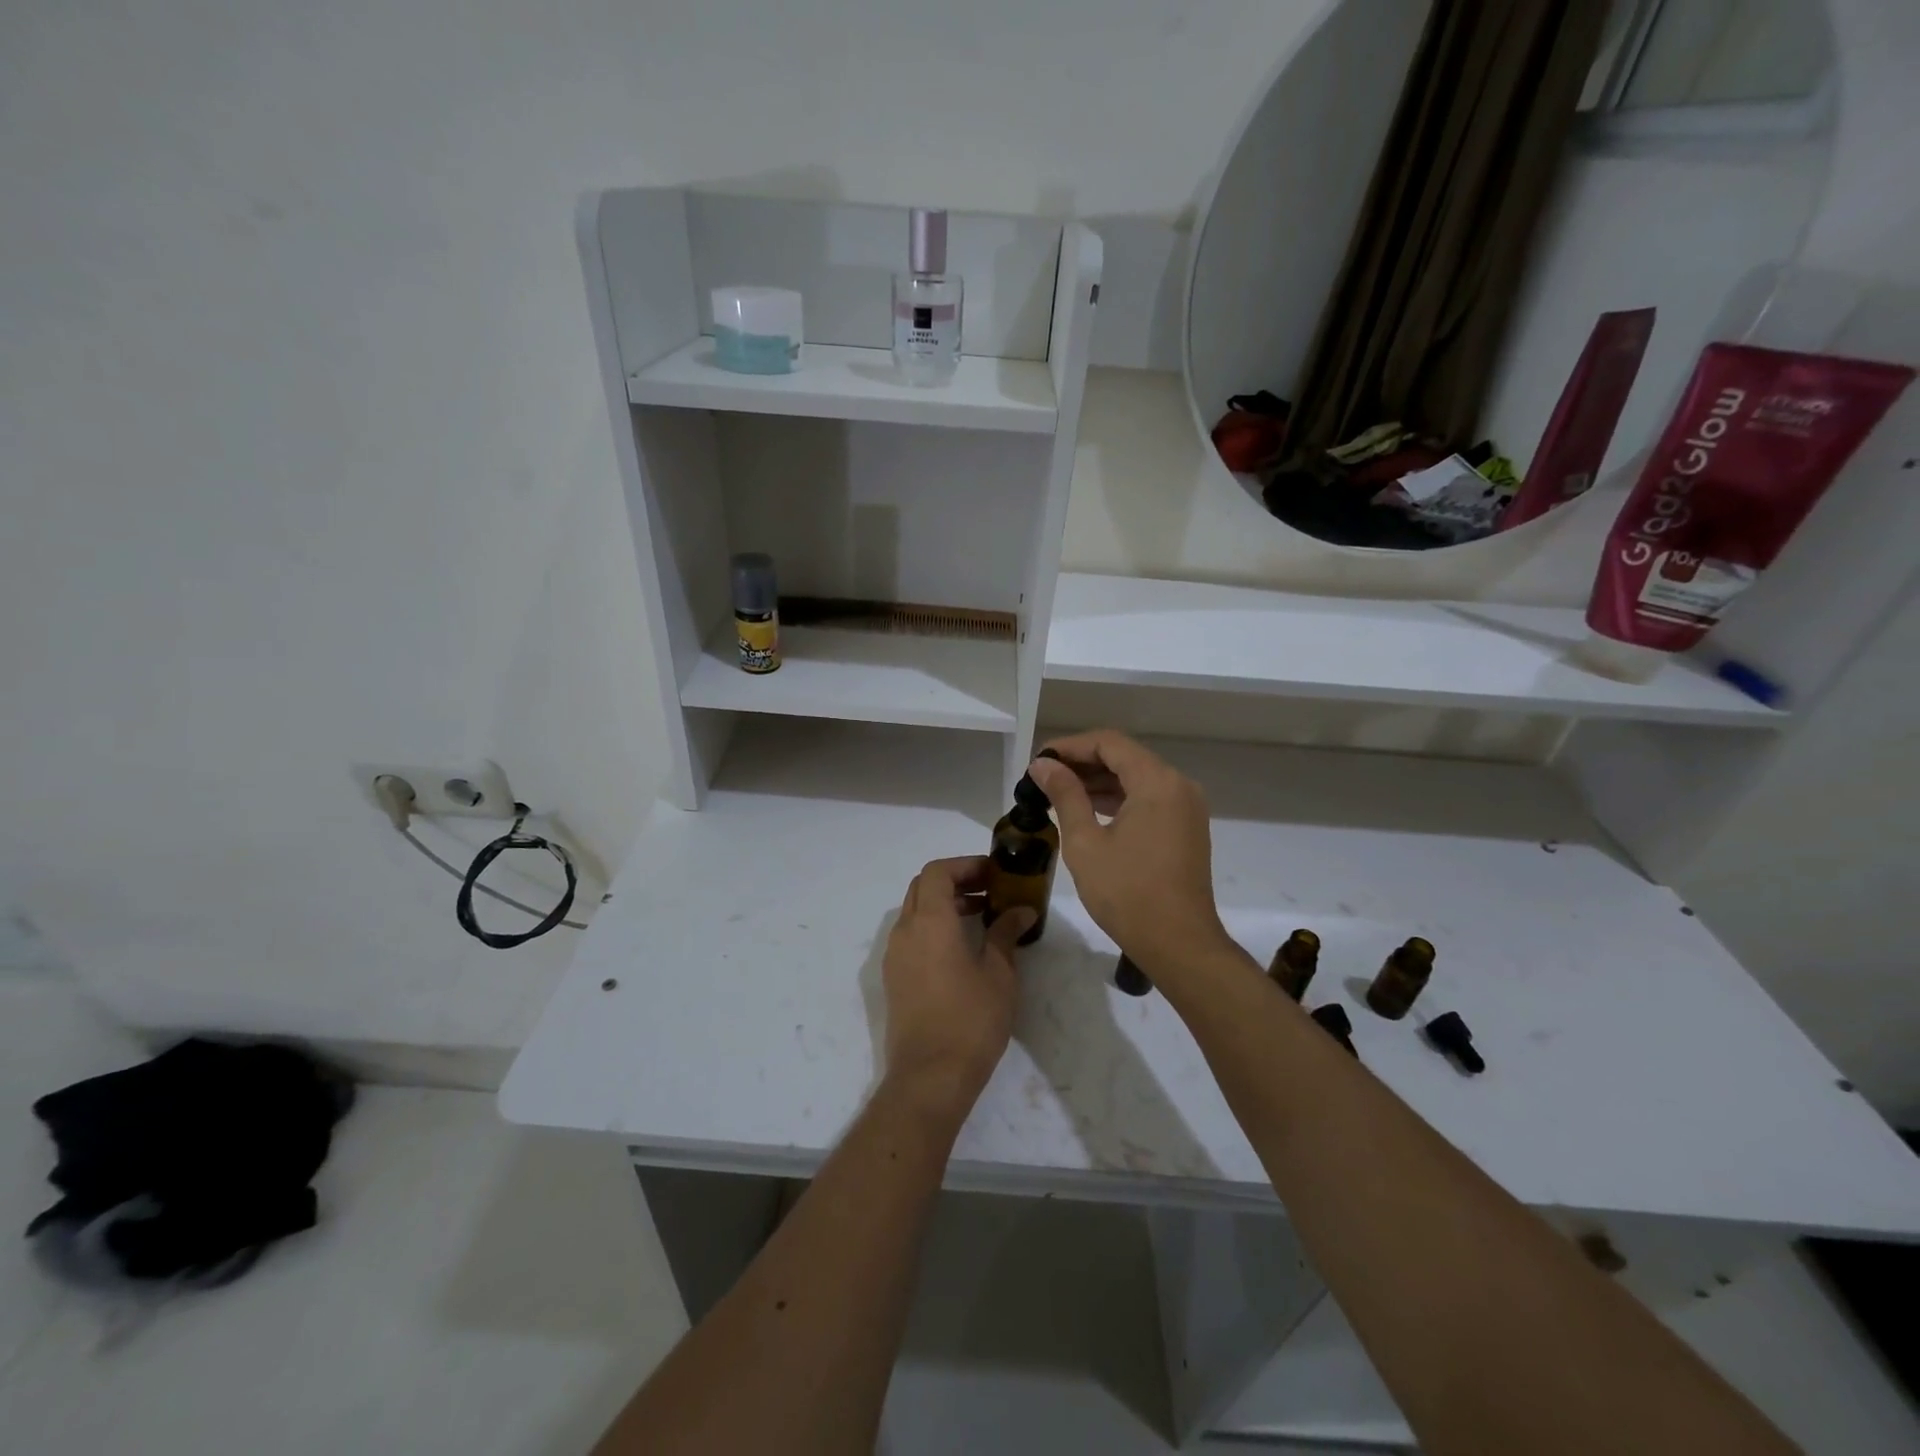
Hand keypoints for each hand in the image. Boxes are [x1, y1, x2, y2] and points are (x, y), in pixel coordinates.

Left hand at [880, 857, 1033, 1127]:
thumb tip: (1021, 911)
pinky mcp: (895, 978)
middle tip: (990, 891)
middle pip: (923, 887)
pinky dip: (934, 927)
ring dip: (945, 905)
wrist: (929, 1076)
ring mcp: (895, 955)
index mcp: (929, 921)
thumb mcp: (999, 973)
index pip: (937, 872)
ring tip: (982, 918)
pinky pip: (912, 936)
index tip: (994, 874)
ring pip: (915, 911)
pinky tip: (962, 948)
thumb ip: (1006, 933)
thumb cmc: (970, 1019)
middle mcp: (905, 931)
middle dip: (956, 881)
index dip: (965, 865)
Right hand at [1027, 730, 1231, 980]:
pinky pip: (1149, 798)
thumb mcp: (1085, 842)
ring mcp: (1186, 807)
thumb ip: (1065, 795)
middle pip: (1125, 757)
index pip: (1109, 743)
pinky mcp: (1186, 828)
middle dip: (1083, 763)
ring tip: (1058, 793)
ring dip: (1099, 781)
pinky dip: (1119, 799)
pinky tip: (1089, 810)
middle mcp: (1178, 785)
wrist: (1179, 944)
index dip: (1070, 746)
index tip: (1039, 761)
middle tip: (1043, 778)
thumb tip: (1043, 765)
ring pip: (1137, 778)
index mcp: (1157, 782)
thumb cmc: (1127, 893)